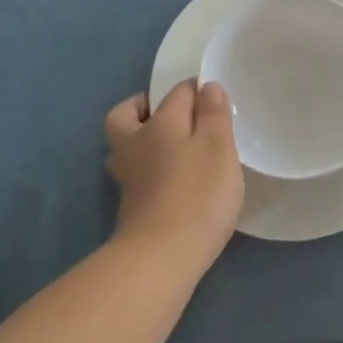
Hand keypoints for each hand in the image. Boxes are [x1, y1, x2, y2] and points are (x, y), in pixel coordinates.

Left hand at [104, 80, 244, 264]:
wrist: (161, 256)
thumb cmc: (196, 194)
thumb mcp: (217, 147)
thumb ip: (213, 114)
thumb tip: (206, 86)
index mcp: (158, 123)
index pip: (176, 93)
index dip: (197, 90)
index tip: (216, 101)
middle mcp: (134, 143)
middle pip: (128, 114)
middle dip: (145, 108)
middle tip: (174, 117)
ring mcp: (127, 176)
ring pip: (125, 145)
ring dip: (142, 140)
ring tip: (173, 149)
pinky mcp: (129, 205)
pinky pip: (135, 172)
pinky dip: (149, 169)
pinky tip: (171, 180)